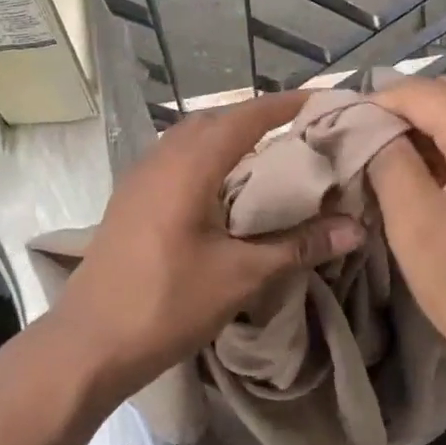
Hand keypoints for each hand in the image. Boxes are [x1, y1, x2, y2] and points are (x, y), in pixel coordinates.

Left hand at [53, 91, 365, 398]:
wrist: (89, 344)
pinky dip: (207, 156)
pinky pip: (175, 158)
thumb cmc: (167, 305)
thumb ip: (298, 245)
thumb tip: (356, 229)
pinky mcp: (130, 199)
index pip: (245, 117)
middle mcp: (161, 159)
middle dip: (258, 117)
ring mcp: (139, 177)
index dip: (285, 105)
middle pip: (216, 120)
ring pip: (191, 137)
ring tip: (268, 151)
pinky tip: (223, 185)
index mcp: (188, 166)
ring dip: (229, 135)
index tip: (321, 100)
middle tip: (301, 128)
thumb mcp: (241, 275)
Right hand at [367, 77, 445, 409]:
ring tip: (396, 160)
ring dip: (433, 126)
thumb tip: (370, 125)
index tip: (341, 130)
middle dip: (404, 113)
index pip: (421, 93)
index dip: (375, 105)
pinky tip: (440, 173)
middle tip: (365, 146)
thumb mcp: (417, 229)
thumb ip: (388, 161)